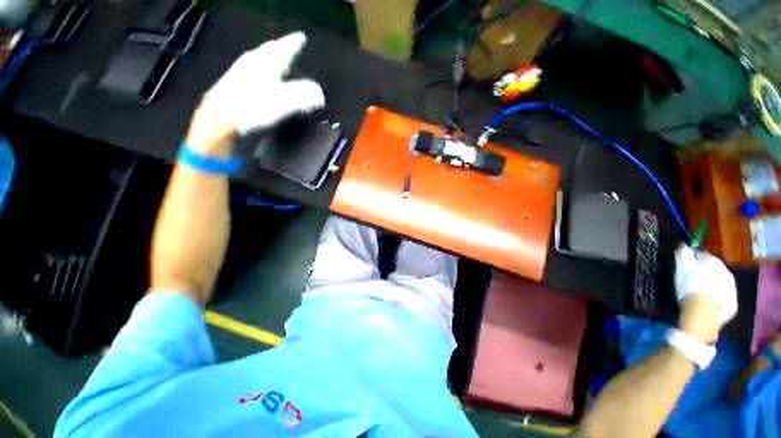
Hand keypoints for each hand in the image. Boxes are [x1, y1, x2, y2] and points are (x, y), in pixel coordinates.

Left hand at [187, 32, 324, 154]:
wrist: (221, 119)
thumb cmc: (254, 108)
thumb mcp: (284, 102)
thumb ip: (304, 95)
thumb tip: (319, 93)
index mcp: (266, 63)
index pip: (284, 48)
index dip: (294, 43)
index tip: (301, 37)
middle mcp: (253, 62)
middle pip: (270, 50)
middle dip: (281, 47)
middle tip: (289, 44)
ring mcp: (241, 71)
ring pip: (259, 58)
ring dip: (270, 56)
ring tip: (277, 57)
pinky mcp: (234, 83)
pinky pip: (253, 68)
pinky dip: (261, 67)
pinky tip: (260, 75)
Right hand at [674, 244, 737, 331]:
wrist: (704, 312)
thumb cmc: (691, 285)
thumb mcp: (682, 267)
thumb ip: (683, 253)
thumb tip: (683, 244)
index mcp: (714, 262)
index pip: (702, 254)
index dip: (692, 256)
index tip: (683, 261)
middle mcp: (727, 272)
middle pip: (714, 269)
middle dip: (705, 271)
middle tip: (691, 277)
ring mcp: (732, 290)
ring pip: (720, 283)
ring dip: (712, 284)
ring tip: (700, 291)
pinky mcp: (732, 305)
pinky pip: (723, 297)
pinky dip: (716, 297)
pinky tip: (708, 302)